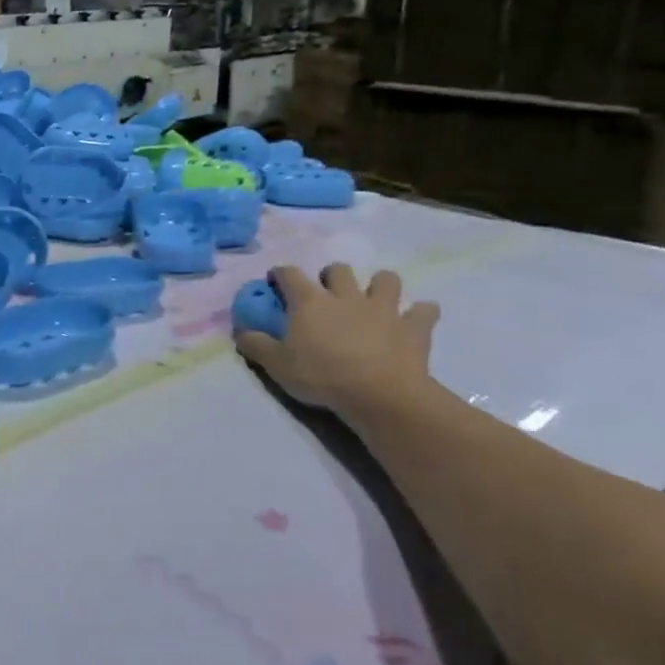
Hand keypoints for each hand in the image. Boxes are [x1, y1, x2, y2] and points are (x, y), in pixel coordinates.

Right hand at [235, 264, 440, 421]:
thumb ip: (256, 345)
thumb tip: (240, 331)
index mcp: (310, 302)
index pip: (289, 274)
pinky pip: (424, 311)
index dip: (281, 274)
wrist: (380, 394)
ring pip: (385, 279)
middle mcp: (345, 296)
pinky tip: (417, 321)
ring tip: (376, 300)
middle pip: (338, 270)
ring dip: (380, 285)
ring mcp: (383, 308)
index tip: (276, 280)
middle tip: (329, 294)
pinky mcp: (413, 327)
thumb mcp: (278, 366)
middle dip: (332, 276)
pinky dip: (421, 313)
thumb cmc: (322, 376)